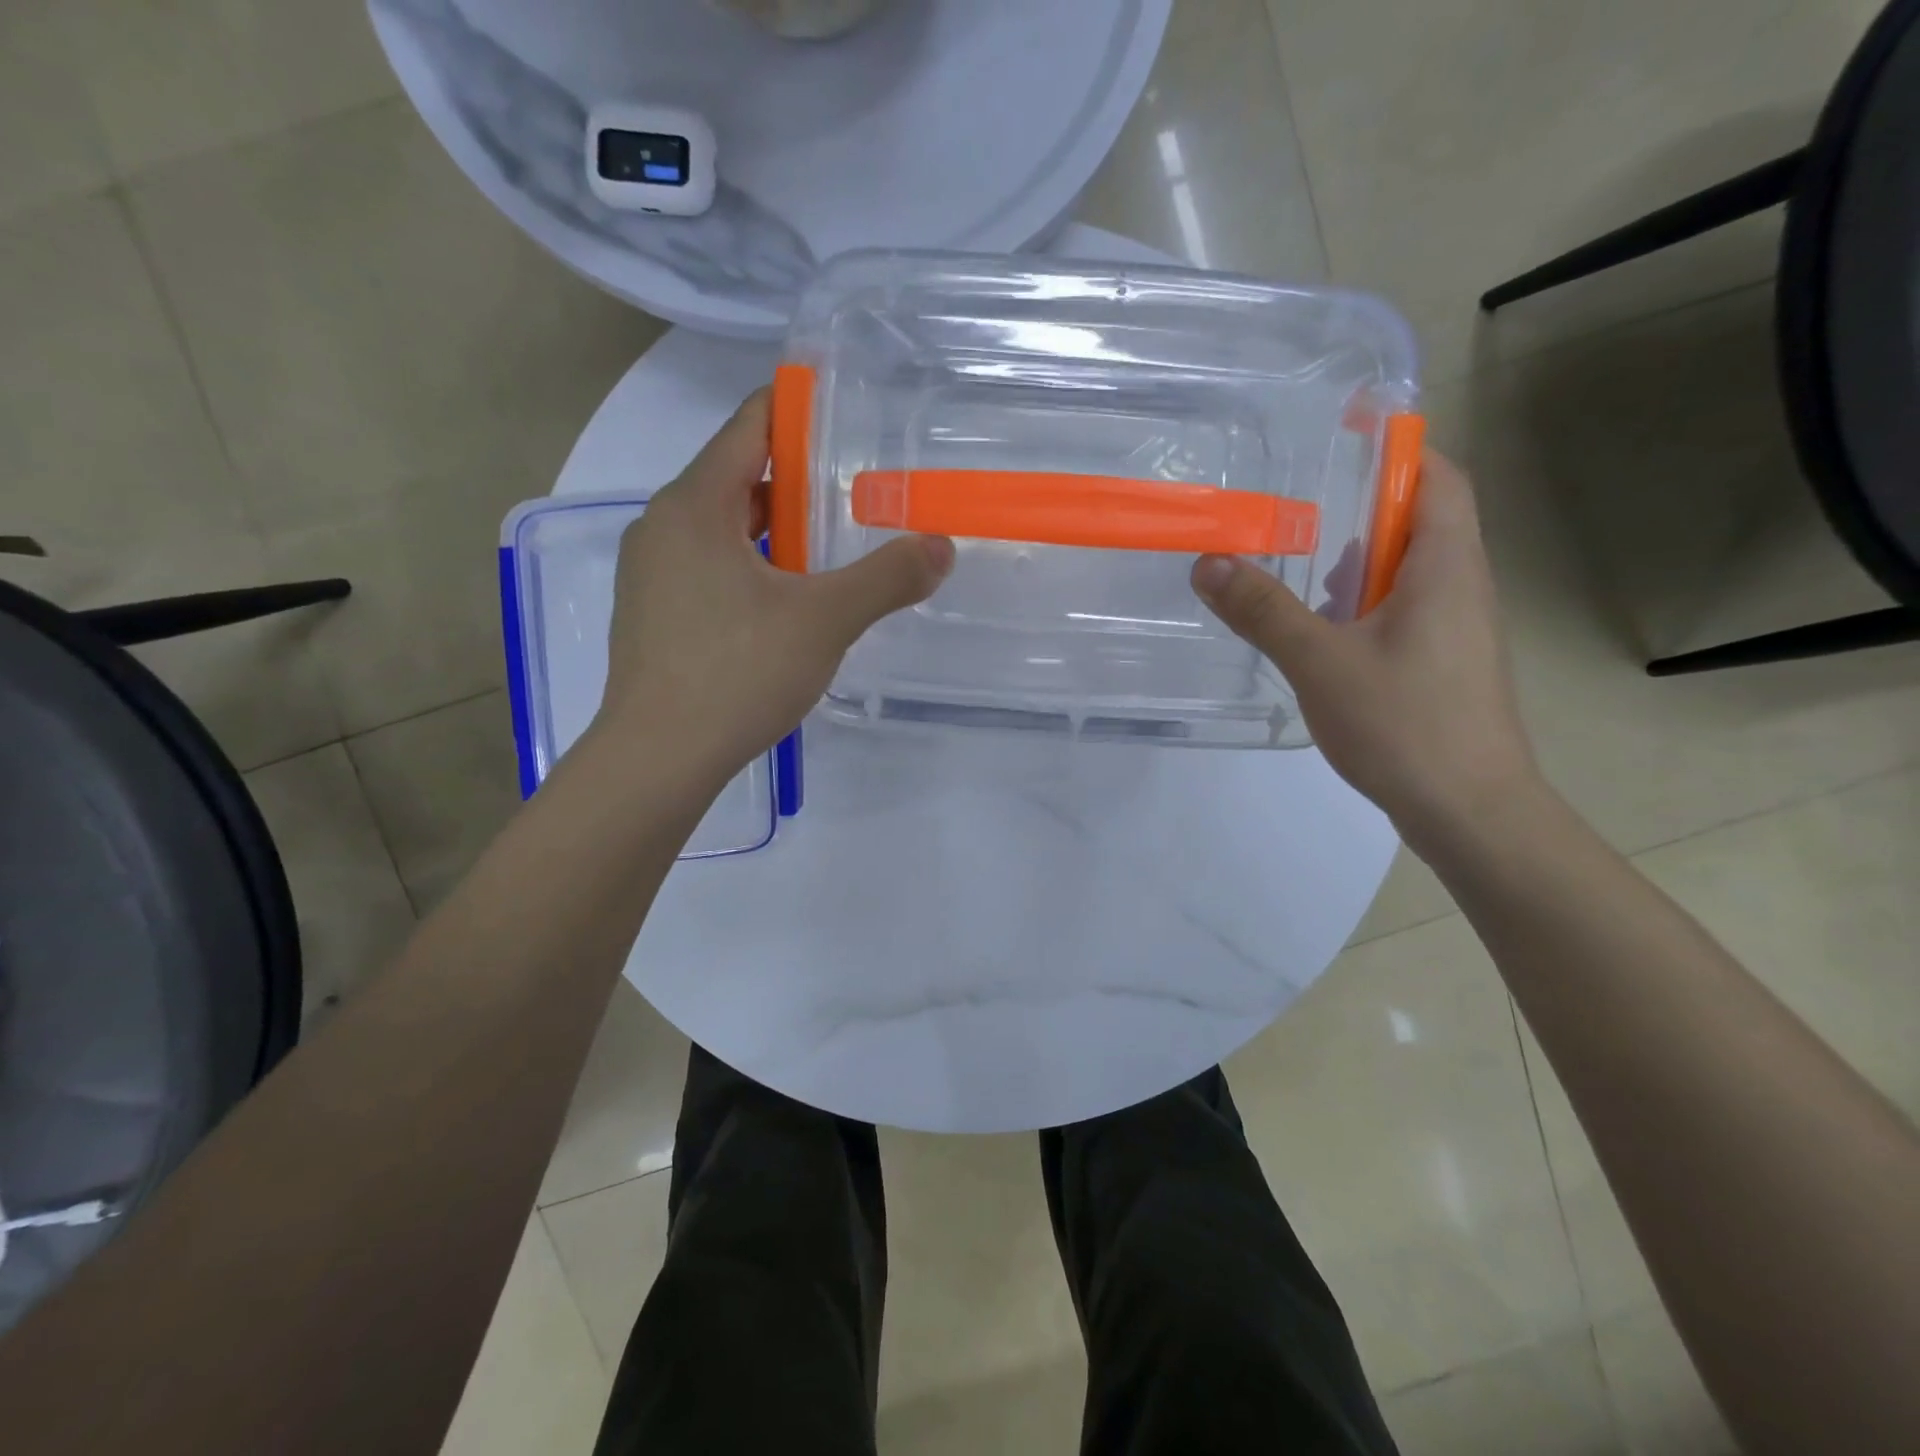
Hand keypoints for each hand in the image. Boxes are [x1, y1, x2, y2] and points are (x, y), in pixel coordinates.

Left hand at [594, 389, 953, 794]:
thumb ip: (886, 579)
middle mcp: (662, 525)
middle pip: (737, 478)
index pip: (749, 427)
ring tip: (827, 554)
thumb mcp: (825, 622)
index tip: (845, 416)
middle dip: (797, 482)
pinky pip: (708, 566)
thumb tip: (941, 548)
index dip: (797, 411)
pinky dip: (750, 567)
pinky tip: (783, 605)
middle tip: (855, 497)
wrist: (657, 758)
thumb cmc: (737, 674)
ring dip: (774, 531)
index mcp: (695, 505)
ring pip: (722, 528)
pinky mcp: (652, 612)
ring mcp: (650, 571)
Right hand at [1191, 450, 1540, 845]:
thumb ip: (1263, 611)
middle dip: (1361, 507)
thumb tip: (1207, 563)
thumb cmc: (1405, 723)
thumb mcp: (1320, 662)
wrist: (1470, 809)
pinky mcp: (1443, 662)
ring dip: (1358, 560)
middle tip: (1295, 509)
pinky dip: (1362, 603)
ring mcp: (1456, 628)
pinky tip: (1319, 631)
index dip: (1397, 449)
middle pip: (1421, 518)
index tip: (1341, 442)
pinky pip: (1402, 609)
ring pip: (1408, 569)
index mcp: (1447, 565)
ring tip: (1296, 568)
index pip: (1438, 476)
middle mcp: (1461, 585)